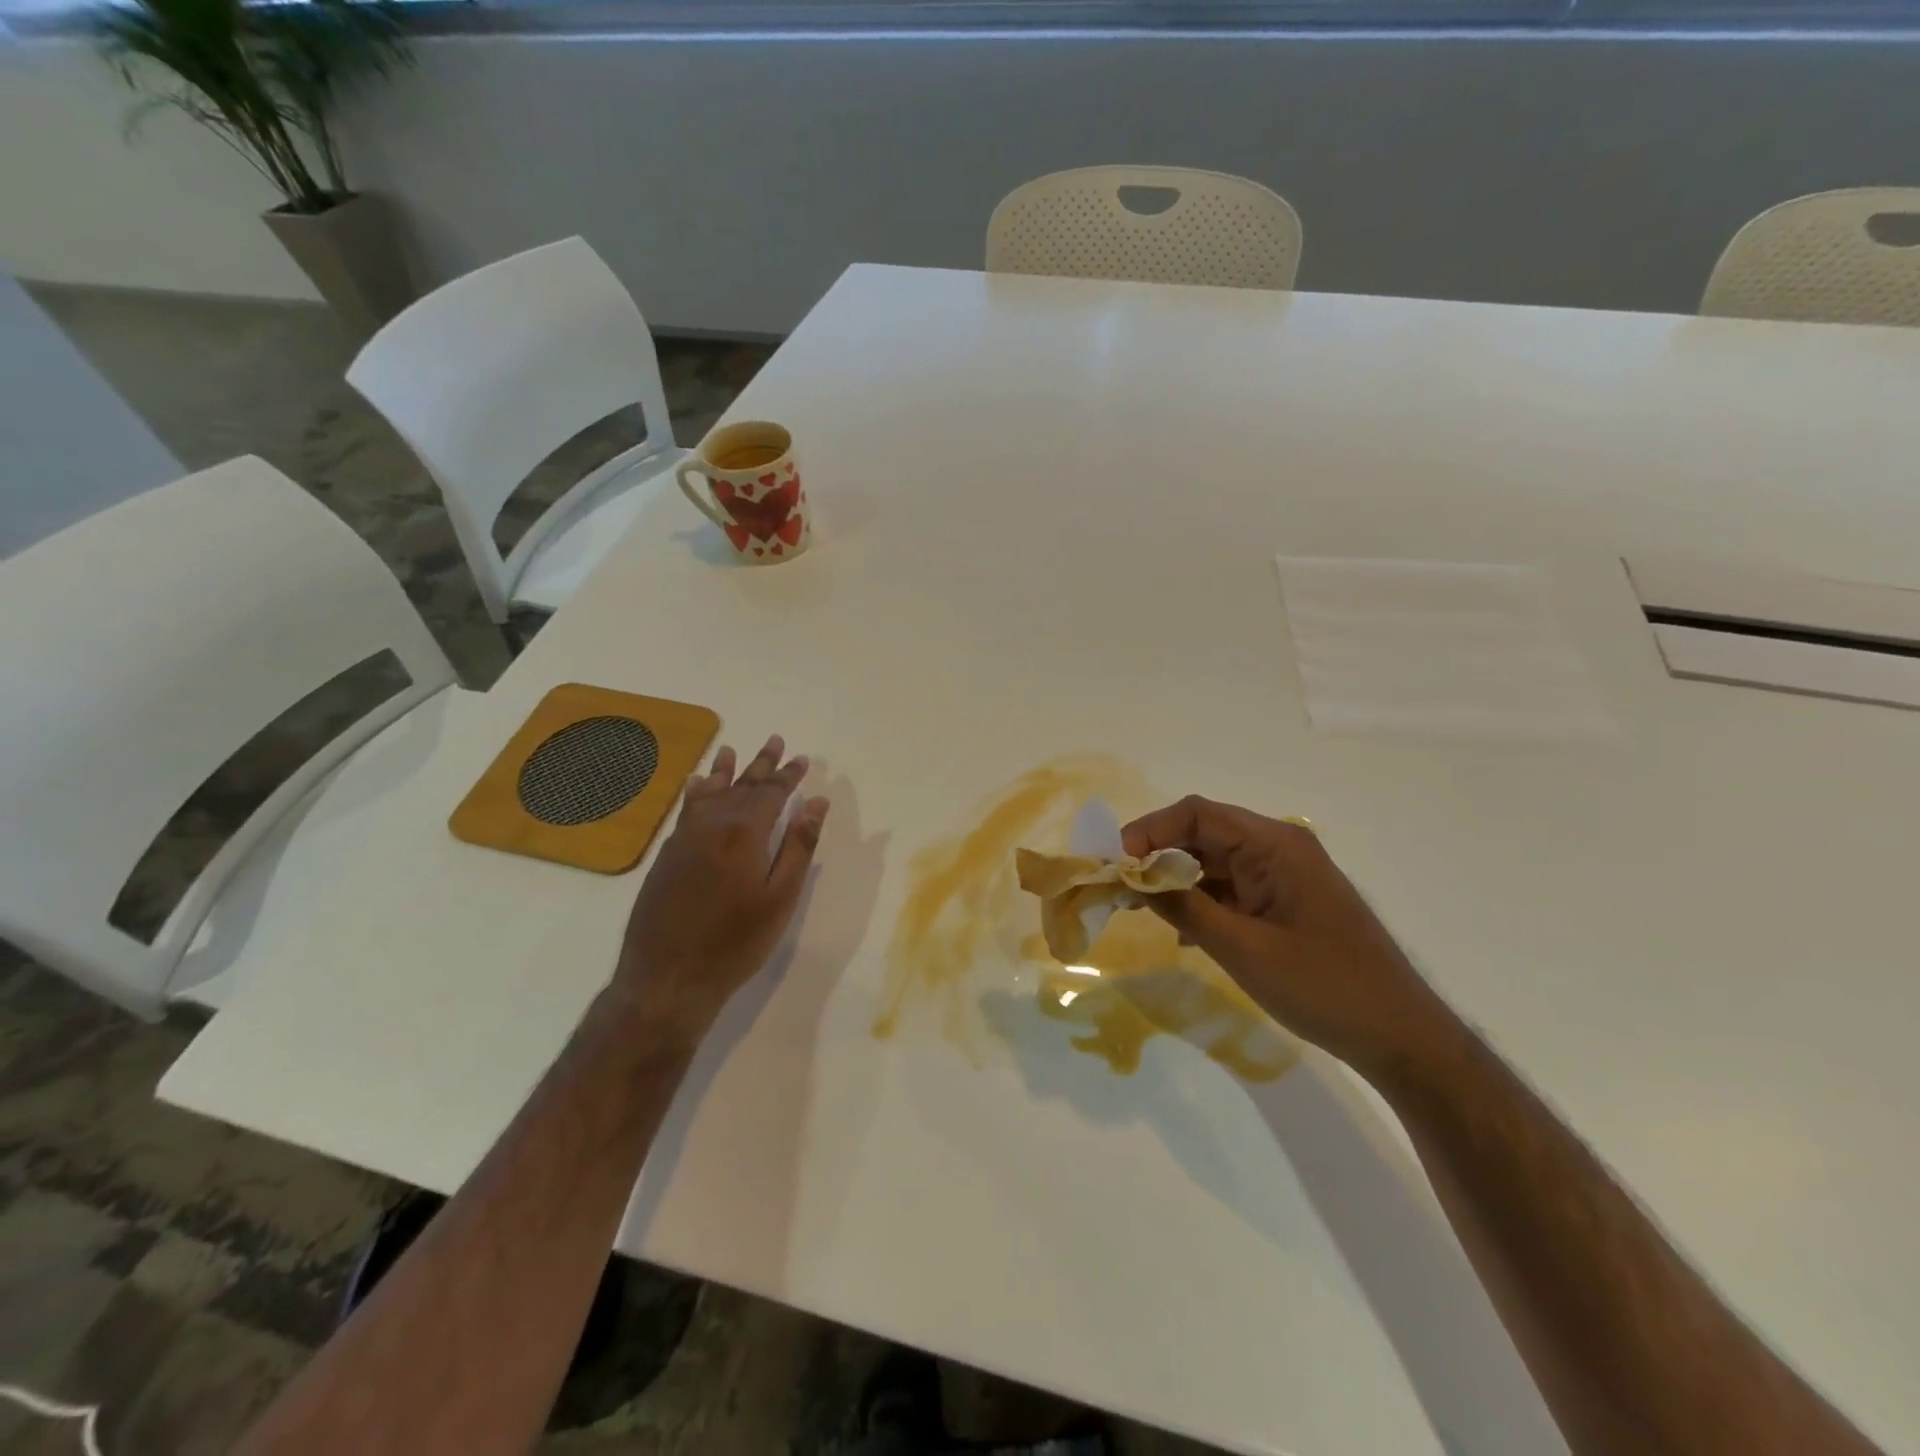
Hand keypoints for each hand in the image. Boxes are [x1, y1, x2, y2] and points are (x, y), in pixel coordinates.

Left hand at [613, 735, 827, 1036]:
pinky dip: (696, 792)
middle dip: (761, 764)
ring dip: (724, 770)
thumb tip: (817, 803)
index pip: (771, 793)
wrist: (667, 977)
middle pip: (741, 785)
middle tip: (774, 740)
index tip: (801, 758)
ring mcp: (683, 838)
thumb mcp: (780, 897)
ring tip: (731, 750)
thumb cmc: (735, 942)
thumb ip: (798, 846)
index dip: (788, 775)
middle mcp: (711, 825)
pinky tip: (696, 786)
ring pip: (708, 793)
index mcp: (744, 832)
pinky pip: (686, 810)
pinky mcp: (666, 855)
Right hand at [1123, 796, 1453, 1081]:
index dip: (1149, 830)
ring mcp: (1284, 875)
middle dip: (1156, 855)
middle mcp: (1278, 848)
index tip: (1115, 863)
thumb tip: (1132, 878)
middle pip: (1203, 834)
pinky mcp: (1285, 901)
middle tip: (1118, 886)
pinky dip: (1201, 901)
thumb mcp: (1242, 948)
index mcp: (1274, 845)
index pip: (1196, 814)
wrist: (1400, 1036)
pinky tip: (1181, 932)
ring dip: (1175, 880)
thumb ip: (1184, 908)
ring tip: (1138, 906)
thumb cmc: (1323, 986)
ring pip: (1214, 862)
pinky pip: (1231, 887)